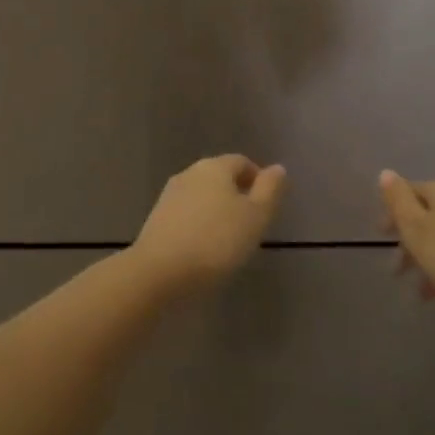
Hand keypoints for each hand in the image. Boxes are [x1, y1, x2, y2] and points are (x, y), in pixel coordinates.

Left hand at [133, 155, 285, 293]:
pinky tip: (204, 247)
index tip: (267, 206)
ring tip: (229, 239)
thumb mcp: (256, 217)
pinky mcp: (156, 218)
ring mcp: (169, 195)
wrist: (159, 272)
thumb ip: (270, 190)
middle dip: (237, 195)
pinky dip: (199, 224)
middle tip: (251, 224)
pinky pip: (187, 214)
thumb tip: (277, 168)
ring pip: (202, 196)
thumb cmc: (216, 242)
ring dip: (217, 210)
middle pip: (220, 177)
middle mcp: (189, 173)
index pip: (242, 162)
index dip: (258, 180)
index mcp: (215, 167)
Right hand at [379, 171, 434, 324]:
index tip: (382, 239)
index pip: (411, 192)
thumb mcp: (418, 231)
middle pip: (432, 218)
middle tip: (399, 273)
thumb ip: (398, 201)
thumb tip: (386, 173)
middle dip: (414, 246)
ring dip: (434, 265)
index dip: (393, 214)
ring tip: (426, 297)